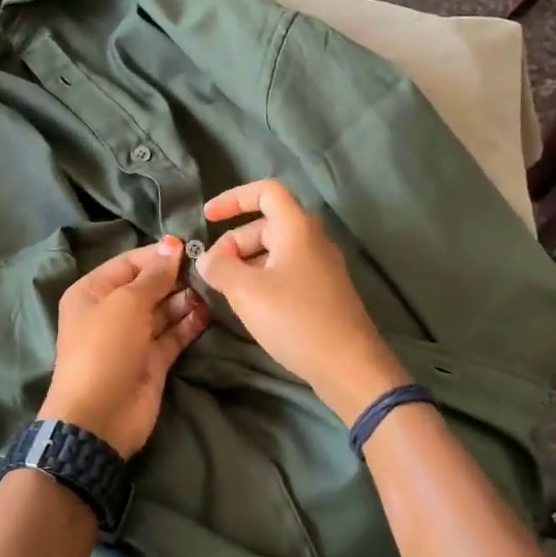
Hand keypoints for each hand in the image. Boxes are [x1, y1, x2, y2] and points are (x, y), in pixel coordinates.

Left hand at [39, 237, 207, 458]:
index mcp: (92, 292)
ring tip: (211, 291)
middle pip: (148, 286)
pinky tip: (208, 312)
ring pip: (163, 310)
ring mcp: (132, 337)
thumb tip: (172, 245)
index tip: (190, 247)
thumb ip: (153, 276)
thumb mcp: (126, 304)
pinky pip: (173, 334)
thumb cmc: (105, 349)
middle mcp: (111, 311)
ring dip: (185, 300)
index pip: (129, 263)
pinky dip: (189, 324)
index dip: (158, 254)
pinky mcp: (152, 360)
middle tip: (208, 270)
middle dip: (175, 278)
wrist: (99, 417)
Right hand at [198, 180, 408, 421]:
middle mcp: (313, 239)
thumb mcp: (246, 292)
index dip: (233, 199)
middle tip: (213, 271)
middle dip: (234, 242)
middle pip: (266, 224)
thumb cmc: (295, 319)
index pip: (265, 191)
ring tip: (226, 291)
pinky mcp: (324, 291)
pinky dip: (263, 278)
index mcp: (297, 227)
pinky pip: (287, 271)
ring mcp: (322, 266)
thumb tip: (207, 259)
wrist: (348, 365)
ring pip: (275, 251)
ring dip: (246, 263)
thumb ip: (219, 268)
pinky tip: (251, 305)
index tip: (207, 218)